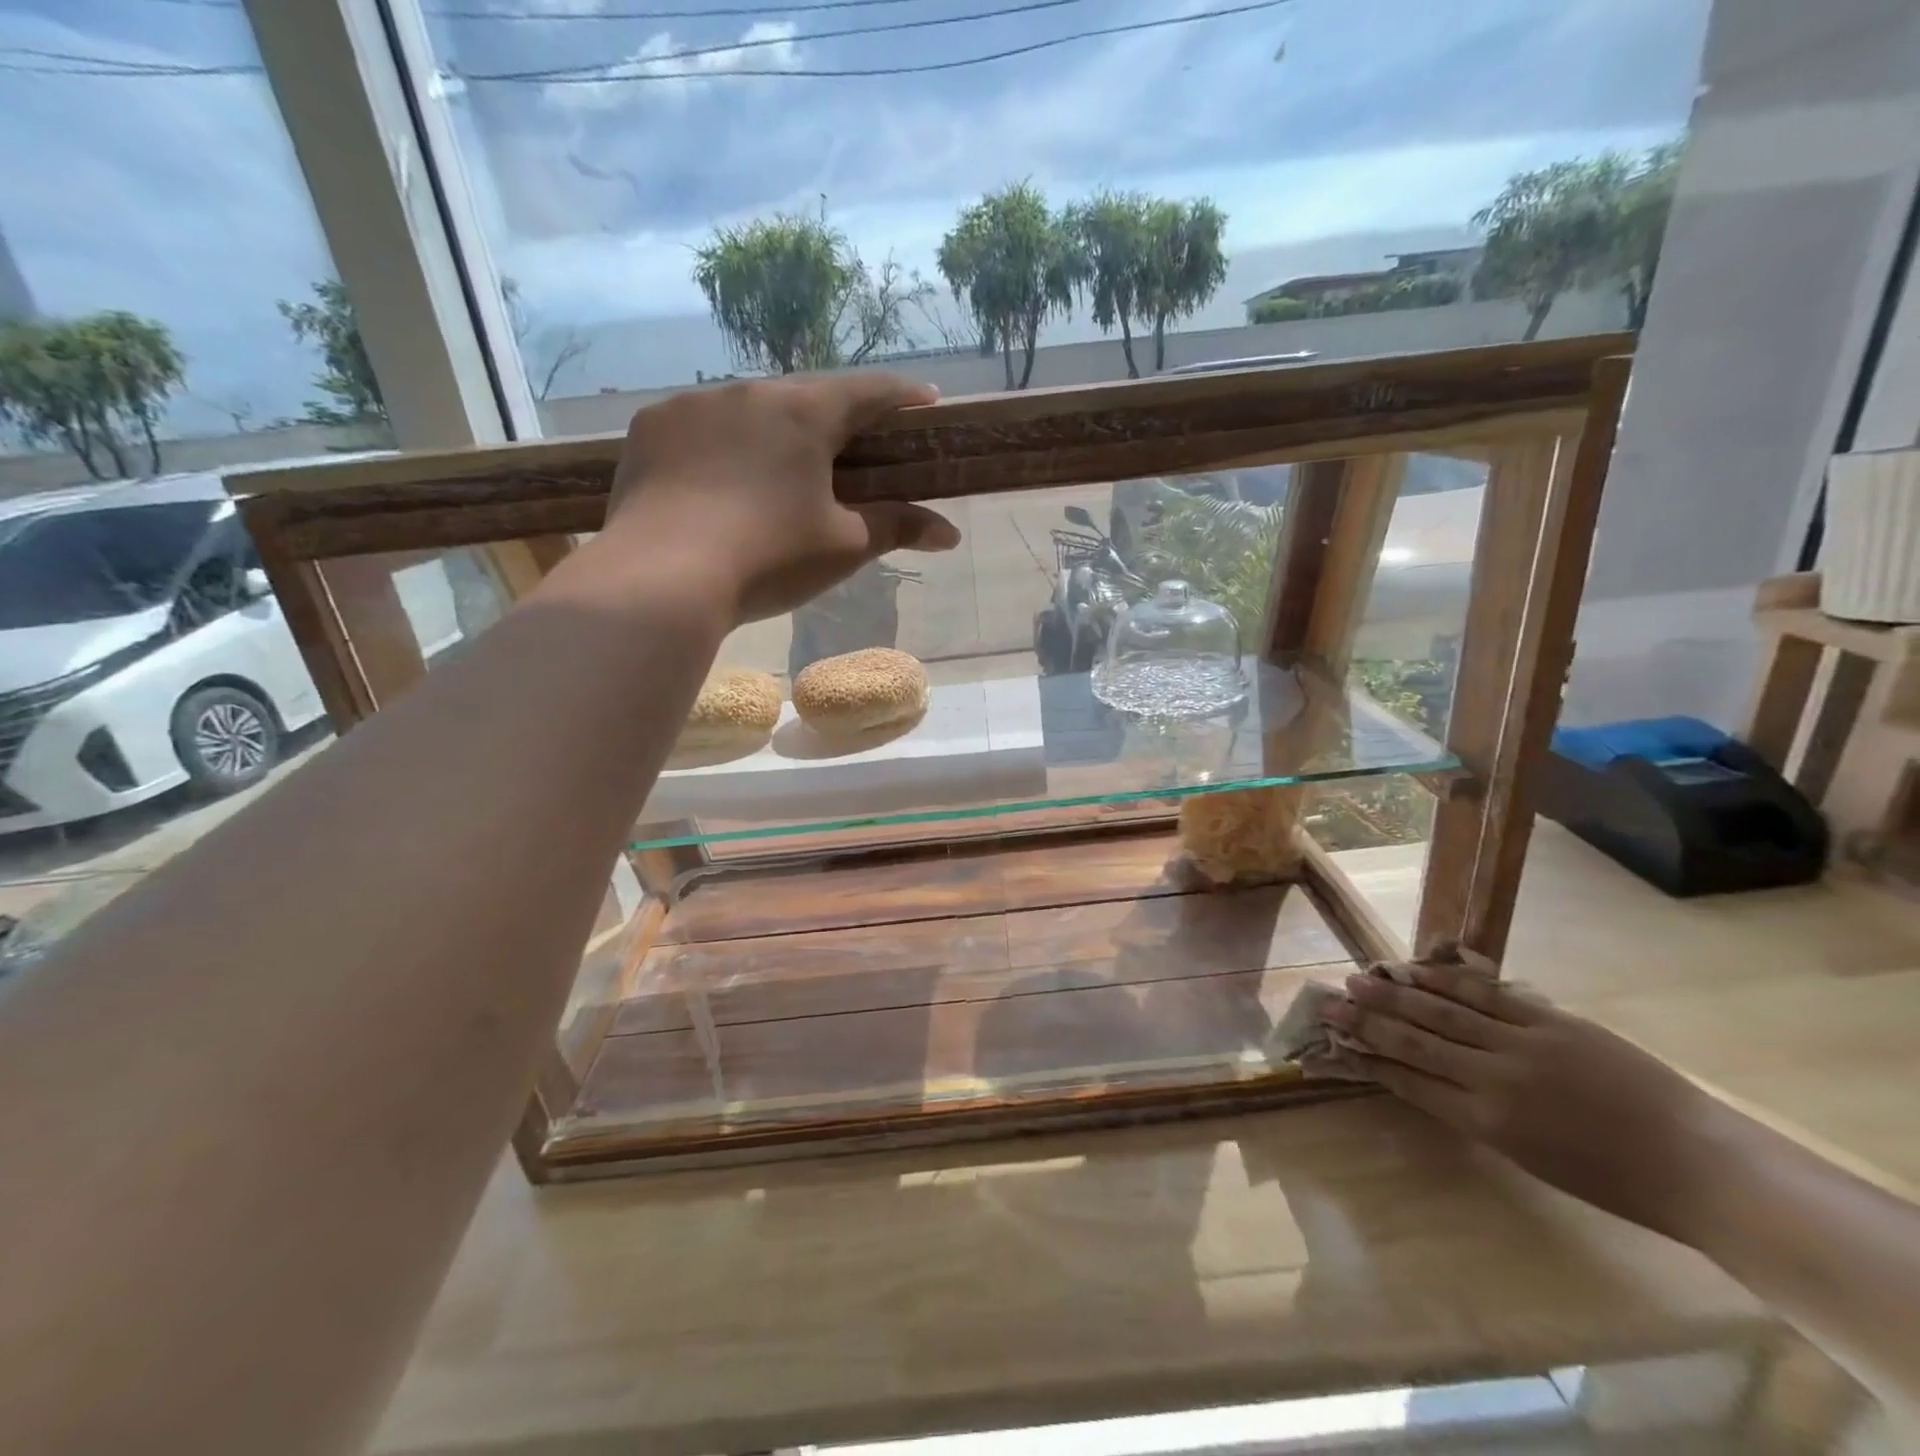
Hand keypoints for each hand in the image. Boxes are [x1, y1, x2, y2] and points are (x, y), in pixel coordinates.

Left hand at [605, 373, 960, 622]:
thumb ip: (897, 528)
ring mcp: (691, 405)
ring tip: (778, 467)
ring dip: (773, 429)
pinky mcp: (649, 429)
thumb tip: (951, 534)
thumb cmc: (768, 558)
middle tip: (851, 445)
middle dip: (835, 416)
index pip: (868, 391)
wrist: (662, 578)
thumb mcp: (843, 547)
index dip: (903, 397)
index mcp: (803, 413)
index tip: (926, 403)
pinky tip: (719, 478)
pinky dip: (721, 444)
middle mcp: (747, 391)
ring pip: (748, 408)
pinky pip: (700, 426)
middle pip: (806, 395)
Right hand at [1313, 953, 1726, 1244]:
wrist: (1702, 1166)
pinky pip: (1486, 994)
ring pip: (1443, 1010)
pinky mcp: (1551, 1021)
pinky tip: (1418, 968)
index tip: (1335, 1044)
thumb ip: (1478, 1112)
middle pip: (1415, 1040)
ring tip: (1359, 978)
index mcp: (1489, 1123)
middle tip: (1329, 1002)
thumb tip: (1433, 1077)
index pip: (1411, 1083)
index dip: (1369, 1060)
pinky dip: (1446, 979)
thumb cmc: (1617, 1181)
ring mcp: (1523, 1044)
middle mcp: (1494, 1079)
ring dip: (1395, 992)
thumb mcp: (1532, 1157)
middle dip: (1367, 1021)